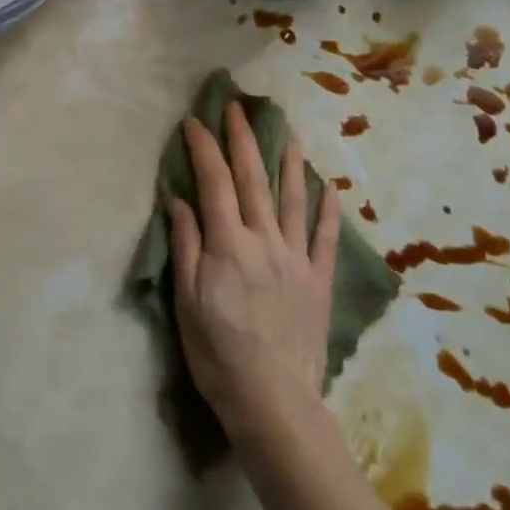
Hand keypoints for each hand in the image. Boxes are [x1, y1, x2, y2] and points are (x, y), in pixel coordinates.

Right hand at [167, 102, 339, 442]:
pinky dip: (327, 211)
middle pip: (252, 179)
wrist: (273, 402)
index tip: (194, 121)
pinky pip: (324, 238)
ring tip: (289, 130)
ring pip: (293, 198)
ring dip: (289, 160)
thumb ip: (186, 245)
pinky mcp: (318, 280)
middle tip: (237, 106)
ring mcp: (296, 257)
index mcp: (228, 244)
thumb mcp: (186, 301)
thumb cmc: (218, 354)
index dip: (203, 147)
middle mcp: (264, 239)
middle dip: (243, 138)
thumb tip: (179, 199)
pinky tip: (330, 188)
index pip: (214, 182)